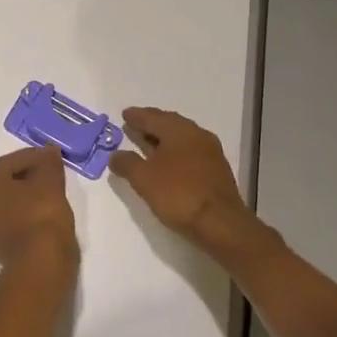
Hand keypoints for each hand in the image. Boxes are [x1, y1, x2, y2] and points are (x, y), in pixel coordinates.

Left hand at [0, 146, 77, 267]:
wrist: (41, 264)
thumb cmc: (42, 215)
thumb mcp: (50, 181)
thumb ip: (47, 162)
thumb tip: (47, 151)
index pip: (8, 162)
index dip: (31, 156)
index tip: (50, 157)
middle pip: (4, 184)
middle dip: (26, 177)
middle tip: (48, 175)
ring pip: (7, 206)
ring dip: (24, 198)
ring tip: (48, 196)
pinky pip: (12, 225)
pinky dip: (25, 218)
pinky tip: (43, 218)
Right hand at [109, 107, 252, 241]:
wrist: (221, 223)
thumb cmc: (178, 194)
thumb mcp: (144, 179)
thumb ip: (127, 163)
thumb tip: (115, 155)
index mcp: (179, 130)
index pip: (152, 117)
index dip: (136, 116)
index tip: (124, 114)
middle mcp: (197, 135)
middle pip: (169, 124)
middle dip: (150, 125)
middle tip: (133, 126)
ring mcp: (210, 152)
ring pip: (181, 139)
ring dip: (162, 140)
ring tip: (146, 145)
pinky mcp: (216, 170)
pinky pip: (190, 153)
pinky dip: (174, 153)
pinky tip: (167, 164)